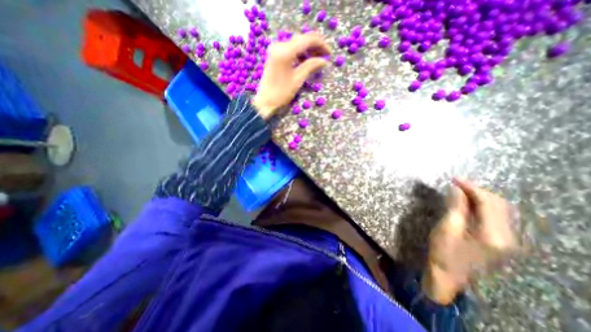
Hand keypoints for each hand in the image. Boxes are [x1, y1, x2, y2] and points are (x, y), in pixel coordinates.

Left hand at [253, 33, 330, 118]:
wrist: (265, 101)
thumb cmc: (281, 93)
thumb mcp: (298, 79)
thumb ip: (311, 66)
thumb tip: (324, 60)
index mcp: (286, 50)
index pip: (308, 39)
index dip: (321, 44)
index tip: (330, 54)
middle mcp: (280, 44)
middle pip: (303, 39)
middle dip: (315, 47)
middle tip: (324, 58)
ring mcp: (276, 49)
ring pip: (297, 43)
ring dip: (308, 50)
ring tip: (317, 61)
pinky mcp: (275, 55)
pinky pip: (291, 49)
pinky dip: (300, 54)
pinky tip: (306, 62)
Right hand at [420, 177, 518, 304]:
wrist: (448, 275)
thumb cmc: (443, 251)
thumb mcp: (447, 228)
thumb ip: (456, 207)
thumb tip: (457, 189)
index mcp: (493, 235)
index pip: (489, 203)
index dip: (472, 188)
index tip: (454, 179)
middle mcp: (507, 237)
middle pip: (499, 205)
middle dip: (477, 191)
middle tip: (456, 184)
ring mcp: (506, 241)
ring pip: (499, 210)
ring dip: (480, 198)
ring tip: (460, 191)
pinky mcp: (500, 242)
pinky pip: (495, 218)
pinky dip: (482, 207)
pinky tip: (468, 204)